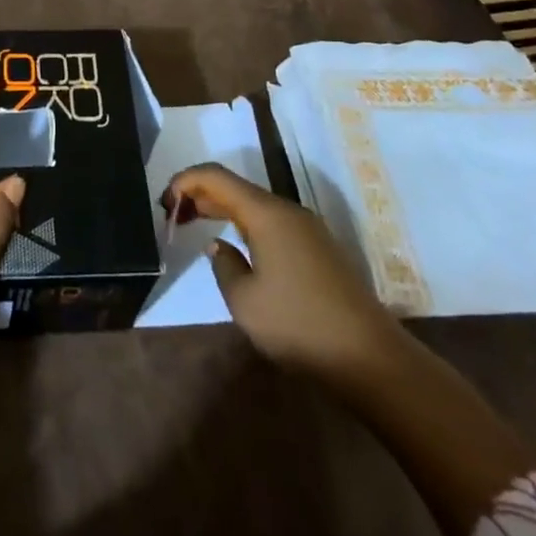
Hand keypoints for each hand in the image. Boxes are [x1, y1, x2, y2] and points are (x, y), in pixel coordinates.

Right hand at [161, 163, 406, 387]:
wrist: (370, 358)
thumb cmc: (299, 325)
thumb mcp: (244, 300)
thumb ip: (223, 264)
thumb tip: (220, 245)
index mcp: (266, 213)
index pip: (217, 177)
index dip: (186, 181)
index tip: (164, 201)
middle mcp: (288, 211)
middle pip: (236, 187)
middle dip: (201, 194)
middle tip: (173, 214)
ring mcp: (308, 229)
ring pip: (255, 205)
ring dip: (224, 208)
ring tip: (197, 224)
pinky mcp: (319, 249)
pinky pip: (272, 222)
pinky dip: (246, 223)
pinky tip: (237, 245)